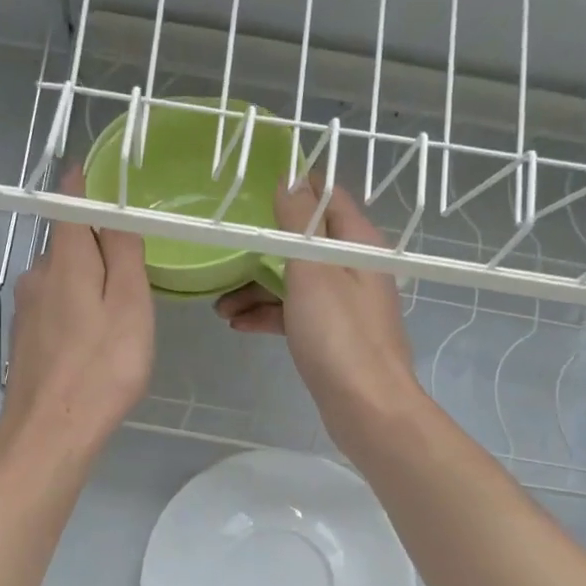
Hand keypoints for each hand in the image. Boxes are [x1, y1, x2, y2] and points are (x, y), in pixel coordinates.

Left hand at [0, 168, 154, 467]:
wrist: (49, 431)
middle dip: (94, 240)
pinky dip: (75, 304)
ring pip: (60, 276)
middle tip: (131, 255)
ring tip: (117, 301)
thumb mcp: (129, 305)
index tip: (96, 172)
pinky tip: (92, 333)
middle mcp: (37, 275)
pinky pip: (54, 304)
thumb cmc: (101, 367)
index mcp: (64, 260)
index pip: (68, 205)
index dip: (82, 185)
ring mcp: (27, 309)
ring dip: (86, 277)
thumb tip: (113, 212)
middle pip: (66, 242)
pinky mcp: (25, 338)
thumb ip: (122, 254)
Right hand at [215, 178, 423, 449]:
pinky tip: (238, 324)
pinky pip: (295, 313)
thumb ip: (299, 222)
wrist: (366, 407)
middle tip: (224, 252)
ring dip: (257, 288)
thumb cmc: (339, 334)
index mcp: (357, 243)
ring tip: (219, 306)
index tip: (252, 187)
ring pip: (294, 281)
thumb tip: (289, 178)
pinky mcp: (332, 335)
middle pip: (303, 243)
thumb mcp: (312, 269)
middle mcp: (354, 268)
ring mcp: (344, 304)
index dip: (294, 187)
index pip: (327, 197)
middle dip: (262, 248)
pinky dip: (268, 315)